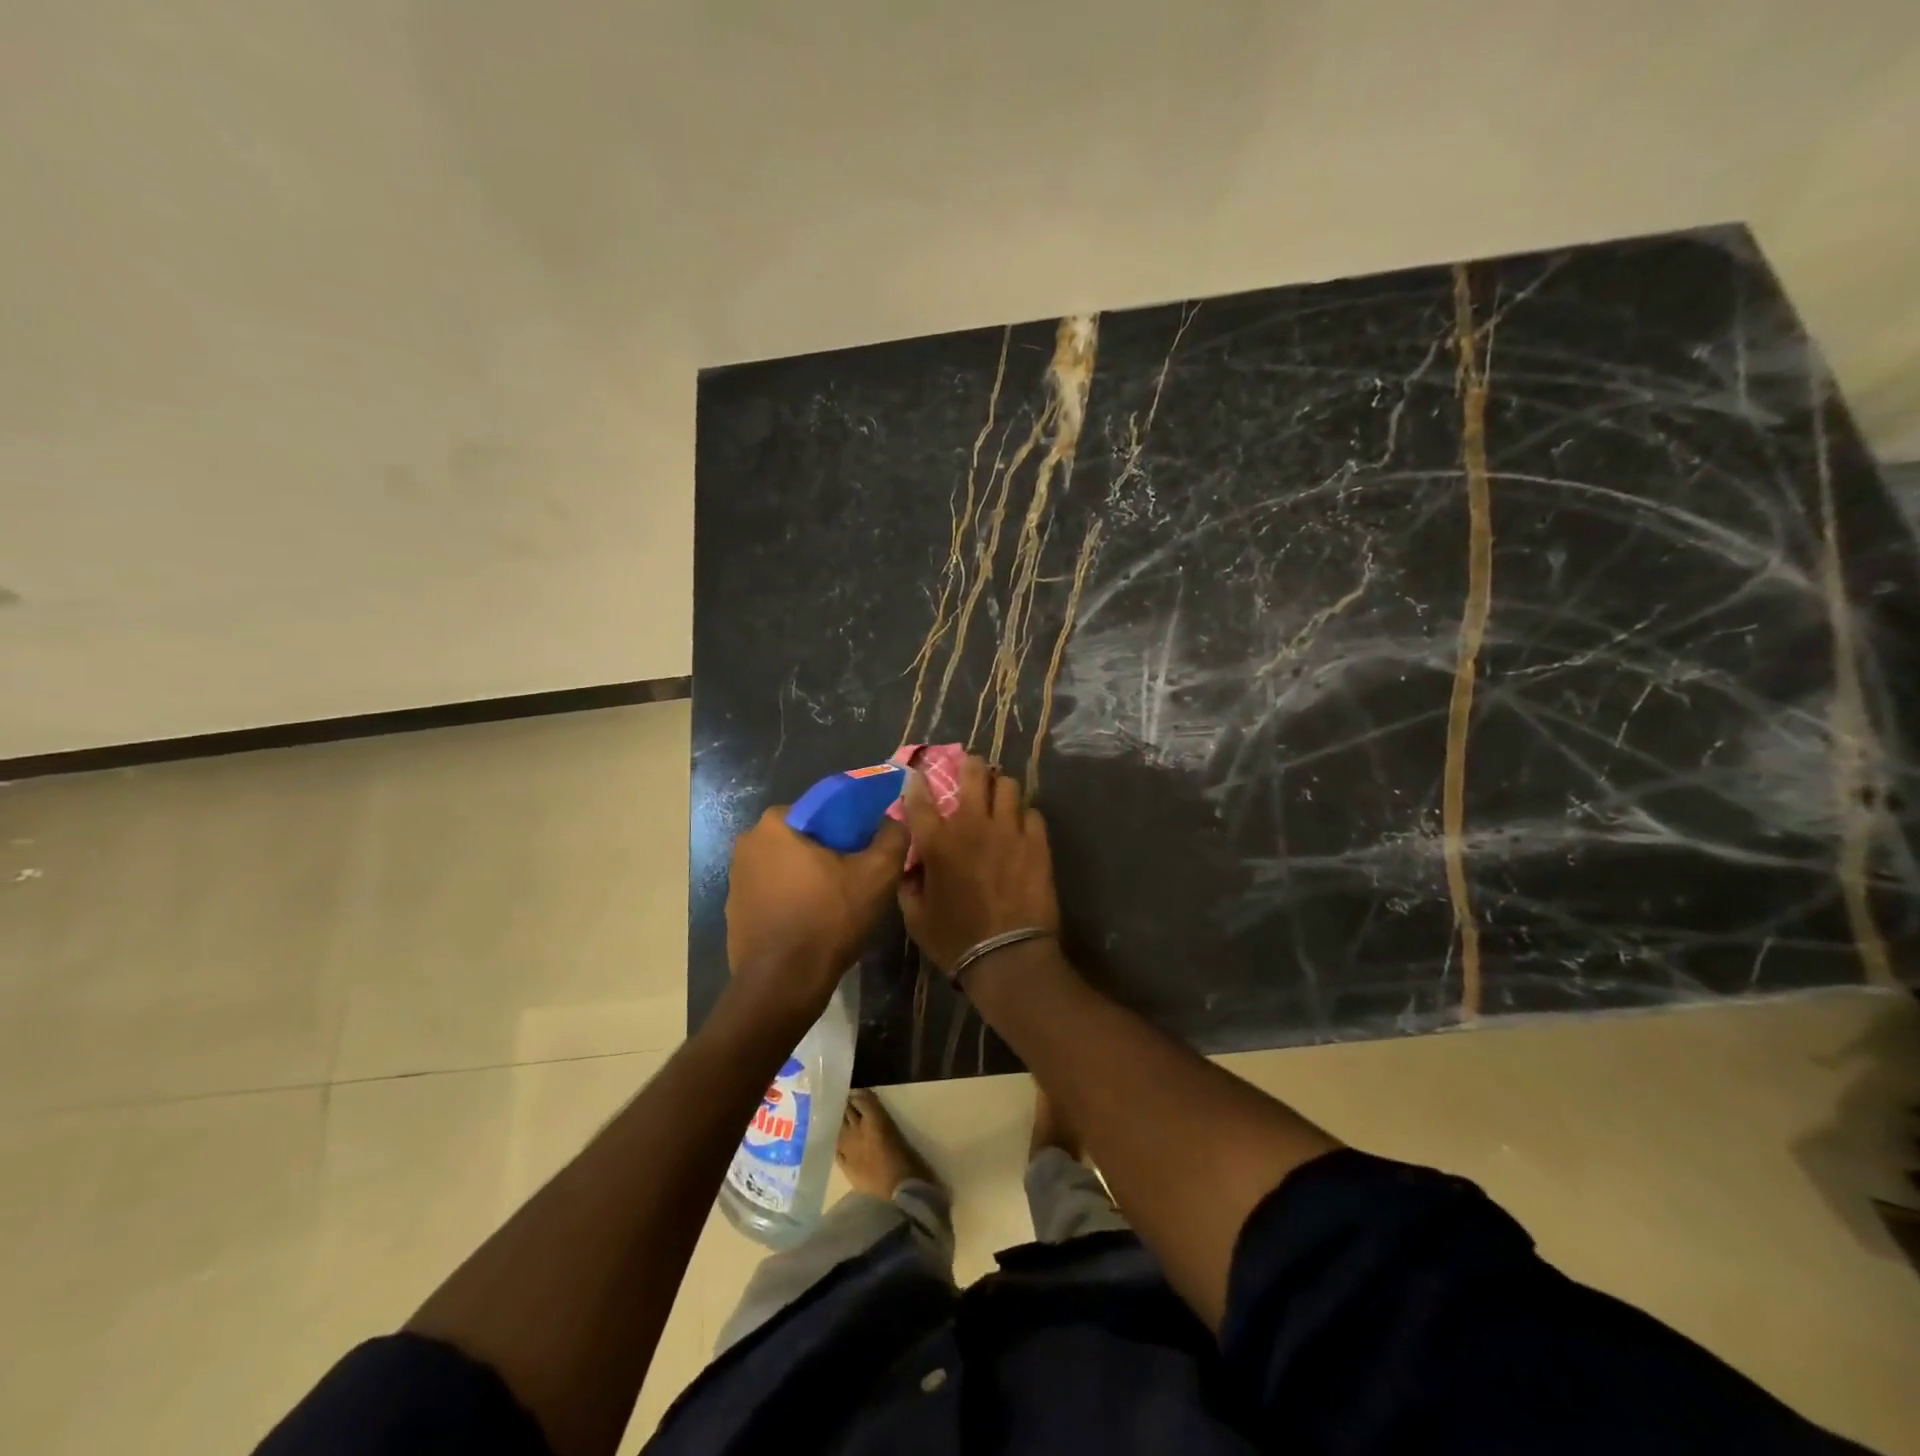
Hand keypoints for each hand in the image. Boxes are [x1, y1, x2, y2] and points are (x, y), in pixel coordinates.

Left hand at [725, 810, 906, 1025]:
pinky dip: (793, 900)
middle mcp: (747, 844)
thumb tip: (894, 820)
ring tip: (839, 903)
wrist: (783, 985)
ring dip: (810, 877)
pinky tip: (814, 922)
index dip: (850, 826)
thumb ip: (893, 836)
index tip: (867, 849)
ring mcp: (736, 879)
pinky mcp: (734, 911)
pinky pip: (773, 894)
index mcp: (775, 824)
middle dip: (830, 852)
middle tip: (858, 876)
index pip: (822, 809)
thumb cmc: (829, 919)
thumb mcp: (878, 874)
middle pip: (804, 837)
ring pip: (788, 866)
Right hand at [897, 756, 1059, 974]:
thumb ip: (909, 883)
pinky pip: (1032, 813)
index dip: (917, 781)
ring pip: (1009, 785)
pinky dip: (1024, 815)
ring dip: (1000, 787)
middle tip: (971, 770)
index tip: (917, 774)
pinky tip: (1021, 826)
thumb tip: (911, 864)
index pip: (920, 797)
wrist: (1007, 957)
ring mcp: (1008, 831)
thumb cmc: (955, 940)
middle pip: (974, 774)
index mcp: (937, 842)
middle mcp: (972, 826)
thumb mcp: (915, 916)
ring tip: (999, 796)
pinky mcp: (1037, 843)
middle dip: (970, 765)